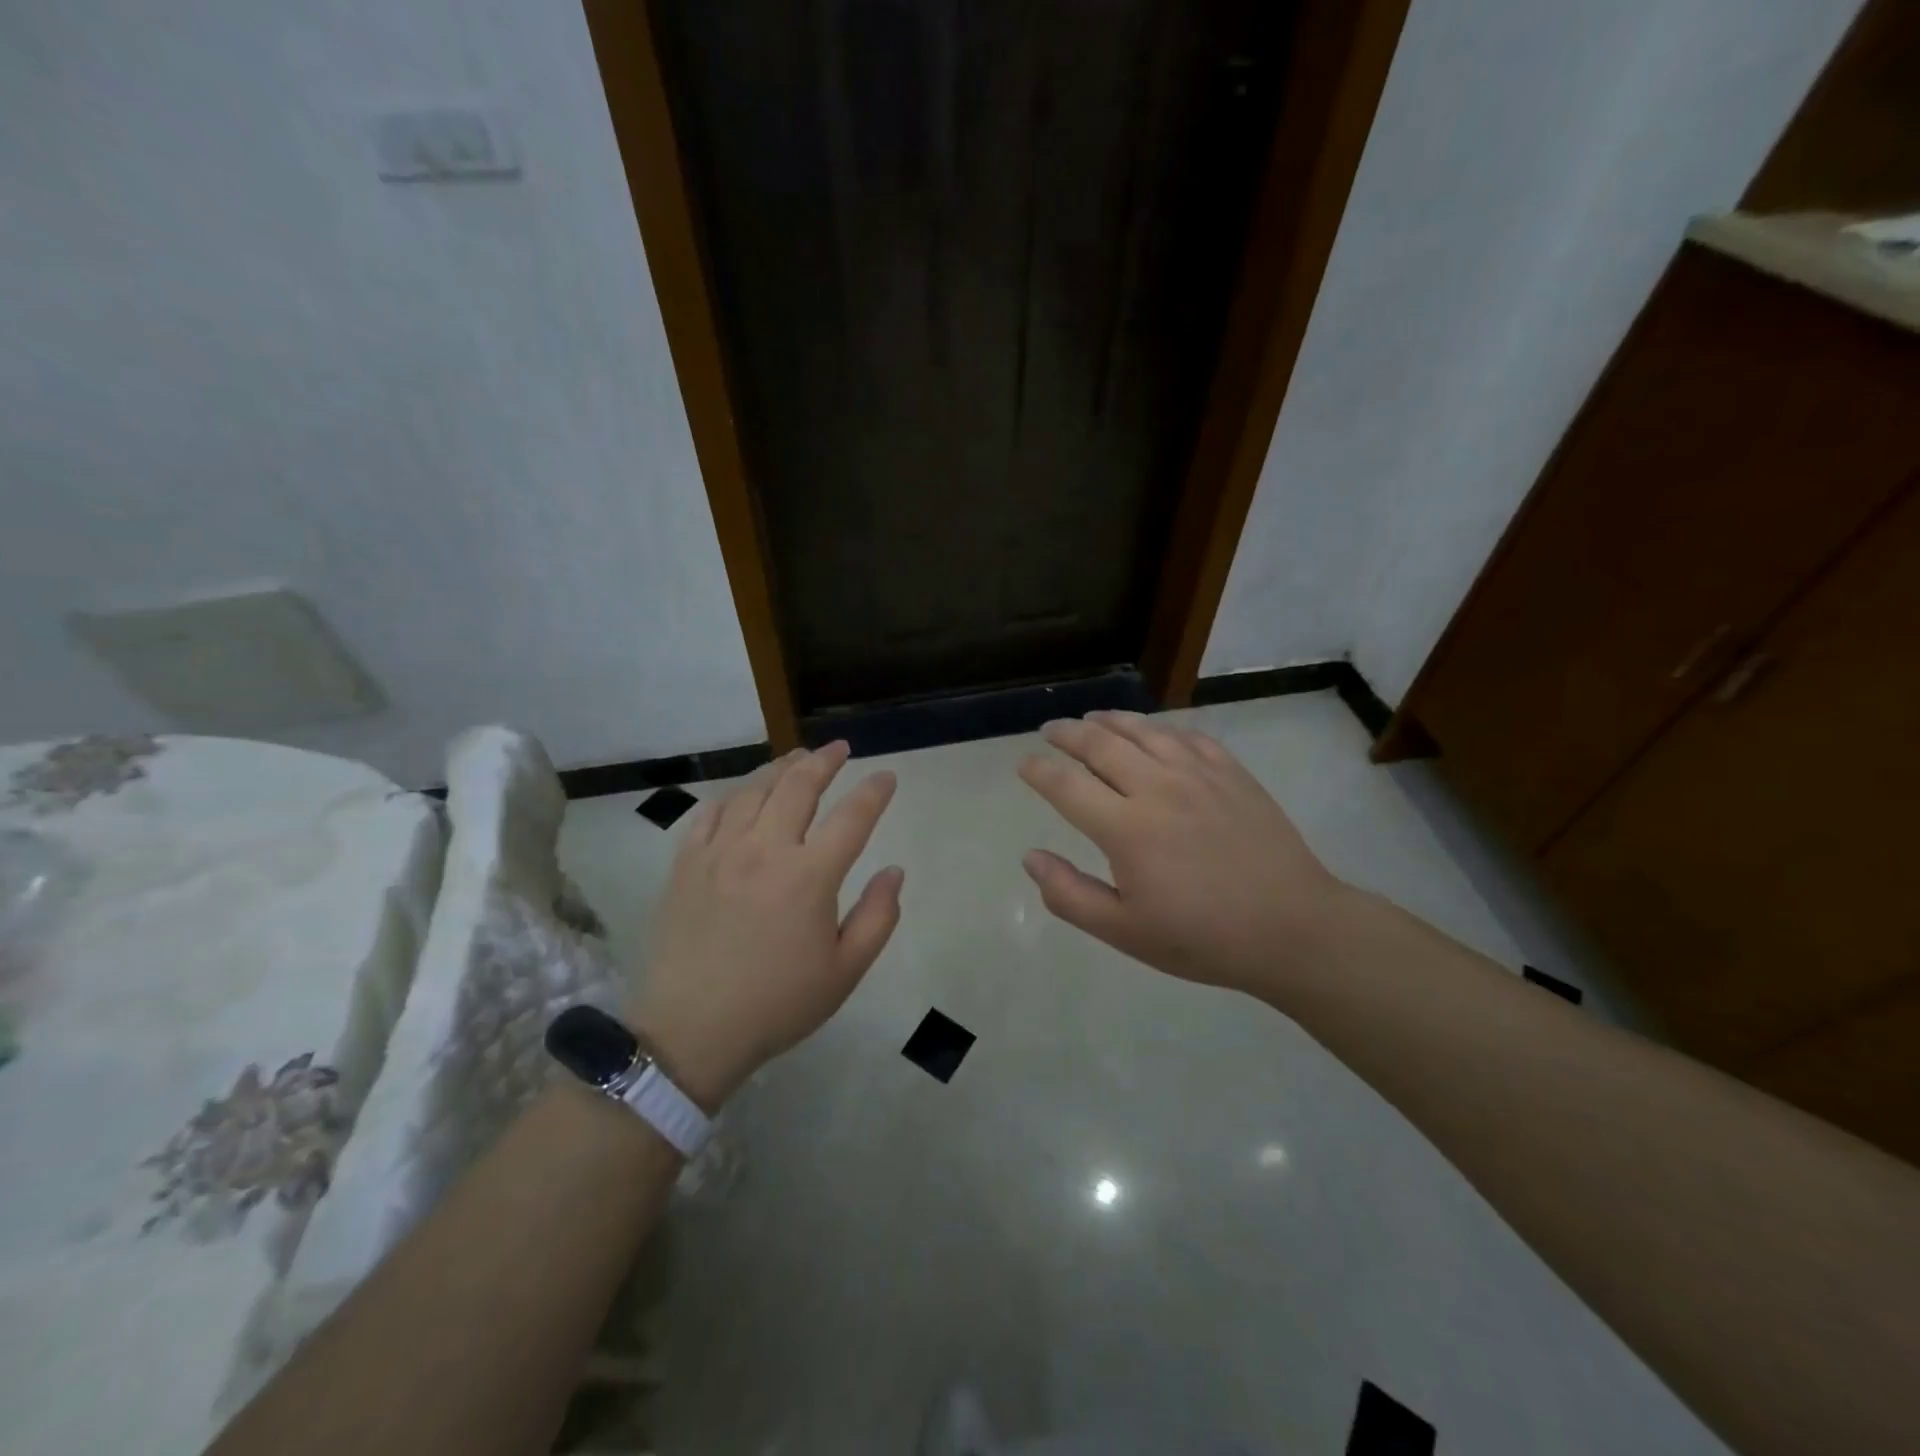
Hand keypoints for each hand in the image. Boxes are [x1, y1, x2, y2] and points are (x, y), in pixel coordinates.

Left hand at [630, 742, 902, 1107]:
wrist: (691, 1031)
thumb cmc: (777, 1004)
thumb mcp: (845, 972)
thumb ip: (879, 917)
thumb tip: (894, 871)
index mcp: (810, 876)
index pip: (852, 817)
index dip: (874, 792)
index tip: (886, 778)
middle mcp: (765, 850)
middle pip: (799, 786)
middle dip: (824, 761)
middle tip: (839, 748)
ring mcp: (719, 852)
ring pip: (754, 790)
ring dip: (781, 768)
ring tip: (797, 758)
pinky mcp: (686, 863)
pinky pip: (711, 812)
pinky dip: (734, 795)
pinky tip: (744, 794)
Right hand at [1018, 711, 1350, 995]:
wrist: (1291, 928)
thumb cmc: (1202, 937)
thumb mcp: (1124, 932)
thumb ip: (1069, 895)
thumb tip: (1030, 857)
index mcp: (1126, 828)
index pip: (1067, 786)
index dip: (1039, 771)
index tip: (1024, 764)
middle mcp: (1157, 788)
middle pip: (1101, 745)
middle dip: (1068, 734)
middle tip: (1050, 729)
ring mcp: (1199, 775)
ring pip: (1144, 731)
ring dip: (1111, 721)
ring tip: (1093, 718)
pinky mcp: (1232, 774)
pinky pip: (1190, 737)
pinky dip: (1163, 728)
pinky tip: (1156, 732)